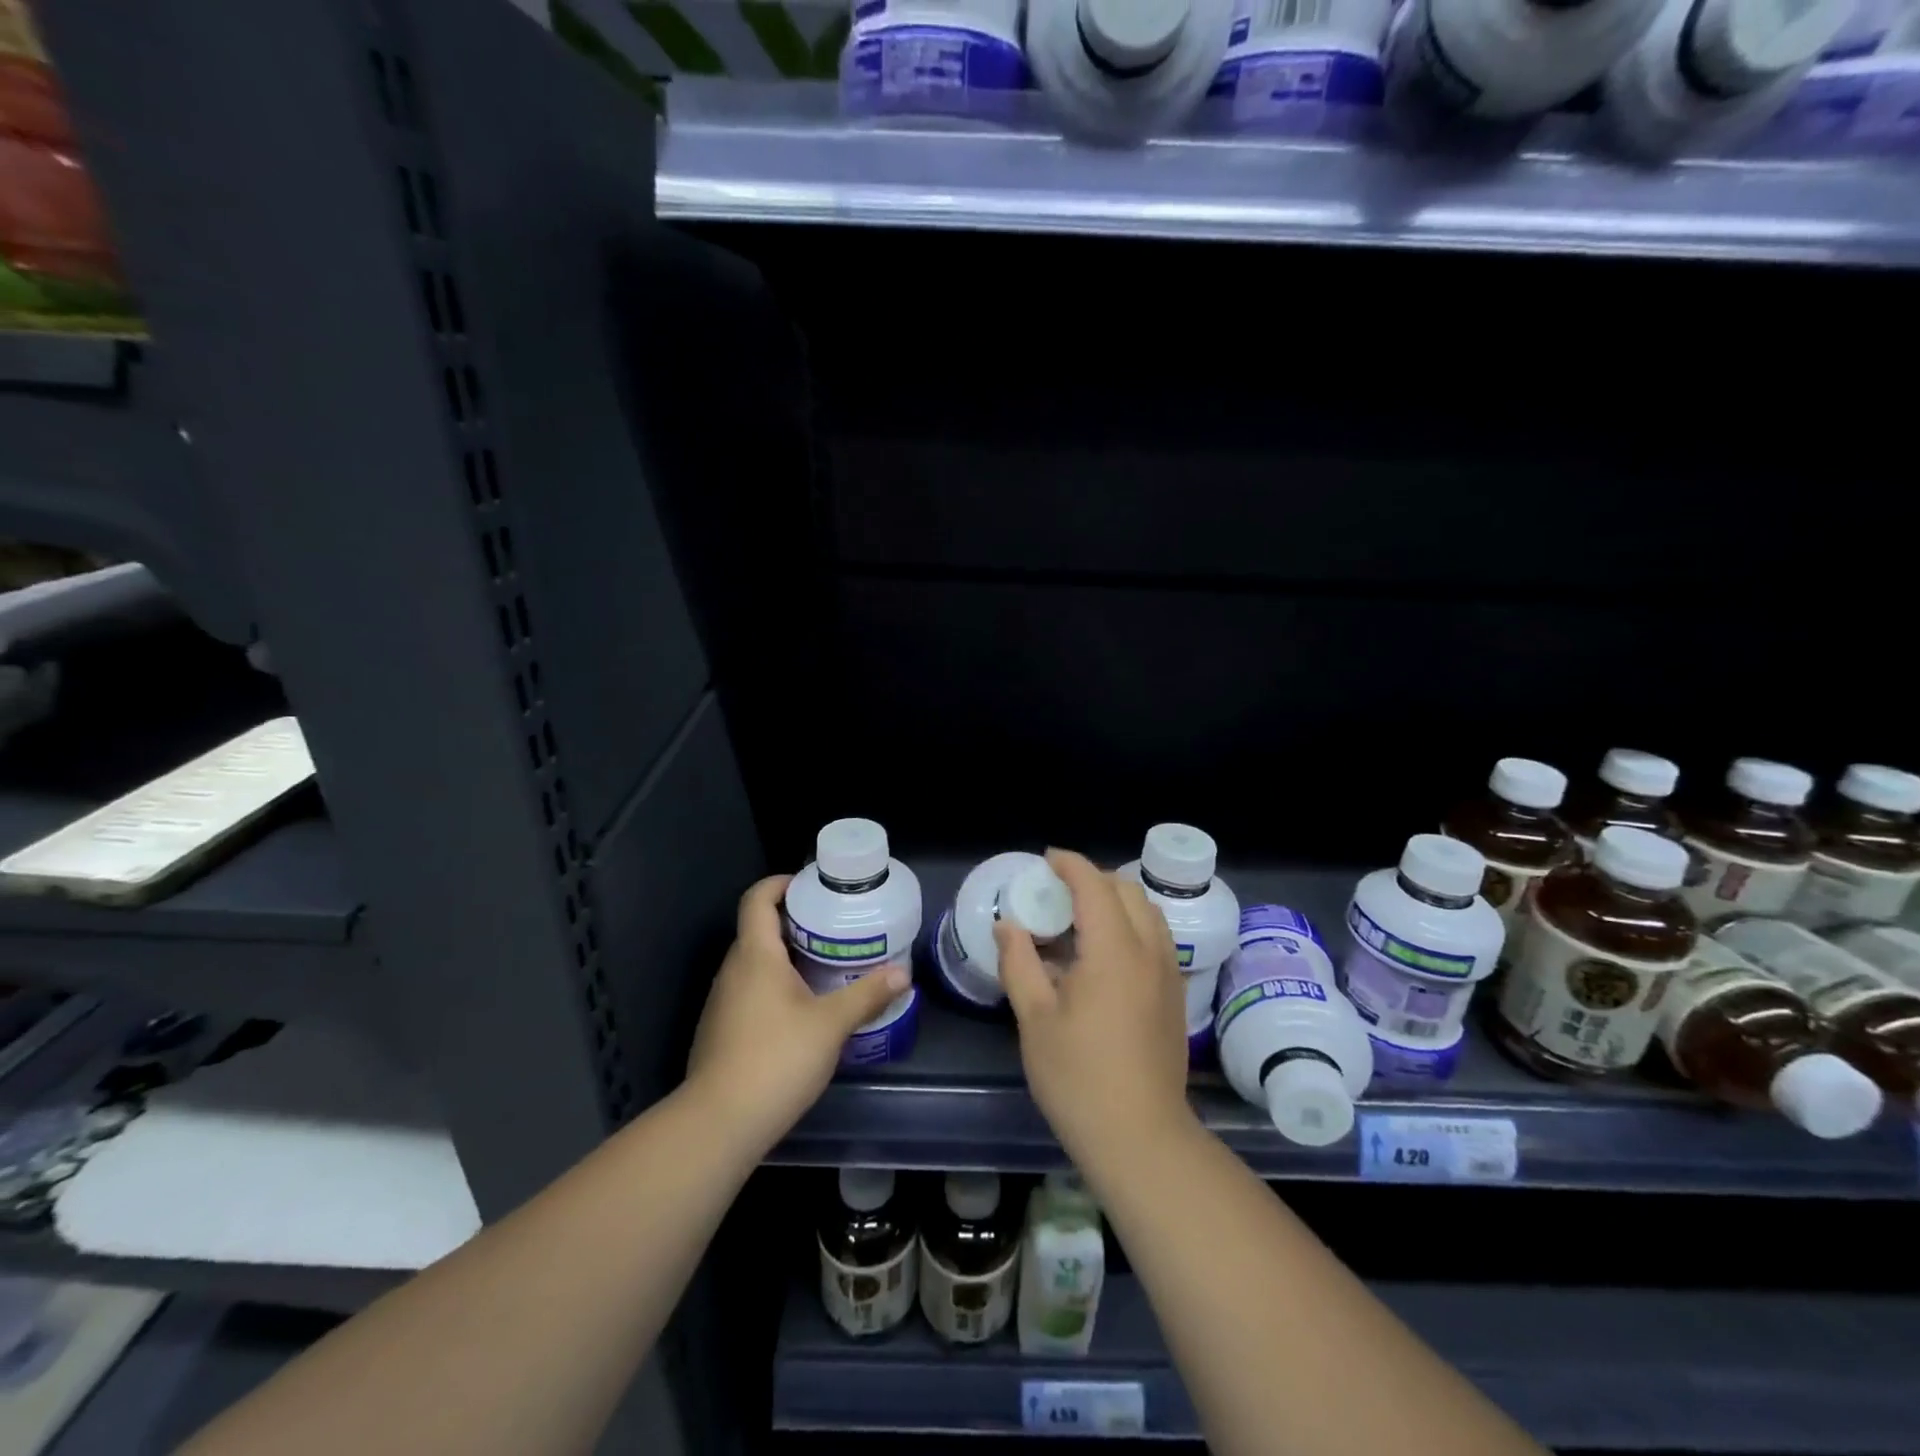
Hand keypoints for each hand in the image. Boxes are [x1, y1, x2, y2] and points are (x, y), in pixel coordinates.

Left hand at [686, 875, 908, 1157]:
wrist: (719, 1124)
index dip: (780, 883)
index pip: (757, 898)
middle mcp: (733, 970)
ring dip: (788, 957)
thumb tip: (904, 974)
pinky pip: (751, 991)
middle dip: (796, 922)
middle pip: (759, 929)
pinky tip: (804, 1009)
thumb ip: (867, 995)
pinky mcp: (722, 1030)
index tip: (812, 886)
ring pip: (756, 963)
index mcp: (755, 955)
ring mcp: (723, 1002)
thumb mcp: (831, 1024)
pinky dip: (776, 986)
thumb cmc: (776, 1059)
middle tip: (836, 927)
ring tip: (828, 965)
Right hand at [996, 849, 1194, 1176]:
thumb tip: (1009, 925)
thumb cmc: (1079, 1078)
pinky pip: (1155, 939)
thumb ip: (1019, 963)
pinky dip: (1130, 927)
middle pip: (1127, 891)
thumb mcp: (1035, 1018)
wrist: (1142, 1139)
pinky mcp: (1175, 997)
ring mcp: (1169, 974)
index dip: (1070, 864)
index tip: (1046, 859)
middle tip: (1058, 891)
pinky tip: (1103, 956)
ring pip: (1148, 914)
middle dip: (1093, 879)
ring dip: (1116, 902)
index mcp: (1114, 951)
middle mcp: (1150, 952)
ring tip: (1080, 920)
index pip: (1094, 885)